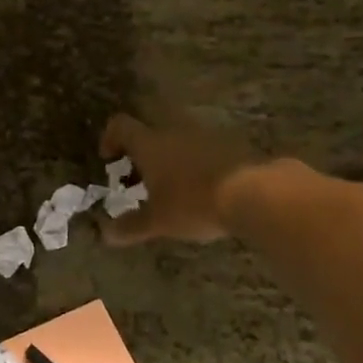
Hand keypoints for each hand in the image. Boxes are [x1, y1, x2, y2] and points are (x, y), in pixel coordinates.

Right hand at [99, 110, 258, 244]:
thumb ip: (131, 226)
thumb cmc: (194, 203)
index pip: (121, 126)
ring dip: (170, 160)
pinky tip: (202, 190)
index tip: (109, 160)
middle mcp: (174, 131)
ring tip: (172, 190)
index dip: (110, 138)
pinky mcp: (231, 145)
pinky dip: (196, 165)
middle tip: (139, 181)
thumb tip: (106, 235)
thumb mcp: (158, 221)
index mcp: (150, 144)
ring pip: (178, 142)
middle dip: (141, 155)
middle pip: (149, 133)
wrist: (255, 193)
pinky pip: (204, 151)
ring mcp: (205, 136)